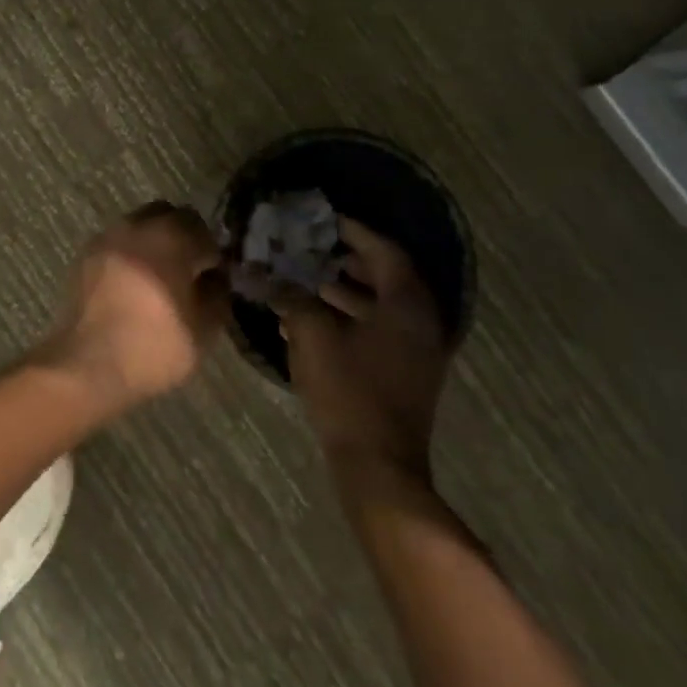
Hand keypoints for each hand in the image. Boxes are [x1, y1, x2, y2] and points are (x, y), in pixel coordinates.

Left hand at [40, 202, 227, 412]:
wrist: (88, 363)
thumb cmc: (153, 346)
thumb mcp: (203, 329)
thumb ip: (217, 293)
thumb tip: (214, 277)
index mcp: (170, 237)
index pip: (201, 228)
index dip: (211, 252)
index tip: (212, 277)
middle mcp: (136, 225)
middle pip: (168, 215)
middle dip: (183, 237)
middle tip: (187, 272)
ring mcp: (107, 237)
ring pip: (140, 225)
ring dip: (154, 242)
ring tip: (158, 278)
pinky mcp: (86, 254)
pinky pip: (117, 242)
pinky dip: (130, 253)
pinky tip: (132, 285)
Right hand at [275, 216, 452, 493]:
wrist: (378, 466)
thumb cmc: (348, 390)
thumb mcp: (311, 333)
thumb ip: (290, 296)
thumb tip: (265, 273)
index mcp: (406, 305)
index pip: (384, 251)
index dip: (354, 231)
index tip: (324, 219)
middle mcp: (420, 323)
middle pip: (387, 275)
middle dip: (348, 258)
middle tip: (313, 246)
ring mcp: (417, 351)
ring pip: (382, 304)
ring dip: (346, 288)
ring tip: (307, 278)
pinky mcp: (406, 373)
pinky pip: (380, 328)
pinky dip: (351, 315)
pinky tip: (313, 318)